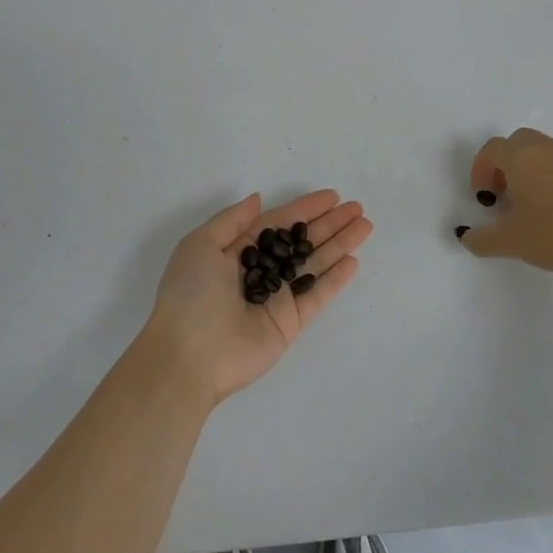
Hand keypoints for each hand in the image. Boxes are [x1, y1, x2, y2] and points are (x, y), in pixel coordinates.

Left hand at [143, 190, 371, 405]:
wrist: (187, 355)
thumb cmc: (190, 294)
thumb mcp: (200, 245)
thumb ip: (232, 220)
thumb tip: (258, 199)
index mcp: (236, 251)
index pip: (278, 224)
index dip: (304, 209)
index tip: (332, 197)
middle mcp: (260, 271)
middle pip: (301, 242)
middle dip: (329, 224)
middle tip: (357, 208)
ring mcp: (277, 297)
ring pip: (314, 265)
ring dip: (340, 245)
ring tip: (365, 226)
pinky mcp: (289, 323)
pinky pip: (316, 295)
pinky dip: (335, 279)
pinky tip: (353, 260)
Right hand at [459, 128, 552, 275]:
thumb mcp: (511, 241)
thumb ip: (482, 239)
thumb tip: (467, 237)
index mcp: (521, 157)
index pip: (492, 149)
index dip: (480, 170)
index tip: (483, 197)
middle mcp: (545, 149)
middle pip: (516, 142)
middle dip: (502, 163)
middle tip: (501, 193)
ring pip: (539, 150)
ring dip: (525, 168)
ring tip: (525, 202)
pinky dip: (546, 175)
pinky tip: (551, 208)